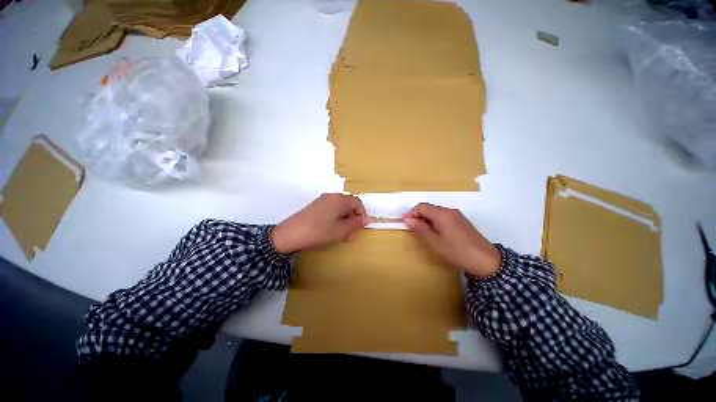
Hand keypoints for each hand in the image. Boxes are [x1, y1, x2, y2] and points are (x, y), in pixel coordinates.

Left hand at [271, 193, 367, 253]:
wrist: (291, 235)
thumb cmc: (319, 231)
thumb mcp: (341, 230)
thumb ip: (355, 224)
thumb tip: (363, 219)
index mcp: (339, 199)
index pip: (357, 202)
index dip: (362, 214)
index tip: (362, 226)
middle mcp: (331, 197)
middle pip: (348, 206)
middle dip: (353, 220)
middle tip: (352, 235)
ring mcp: (321, 202)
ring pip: (339, 210)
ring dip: (344, 222)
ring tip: (343, 236)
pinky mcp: (314, 208)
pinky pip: (330, 212)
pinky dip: (335, 221)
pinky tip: (332, 232)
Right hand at [404, 203, 501, 276]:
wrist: (485, 260)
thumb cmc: (456, 251)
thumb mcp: (435, 242)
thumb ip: (420, 228)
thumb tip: (408, 219)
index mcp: (442, 214)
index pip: (422, 207)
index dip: (412, 214)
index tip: (407, 224)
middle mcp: (450, 211)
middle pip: (429, 208)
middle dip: (419, 217)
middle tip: (414, 230)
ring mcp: (457, 216)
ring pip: (436, 213)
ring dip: (427, 220)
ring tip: (425, 234)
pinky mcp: (462, 221)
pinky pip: (444, 217)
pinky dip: (436, 223)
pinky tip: (437, 234)